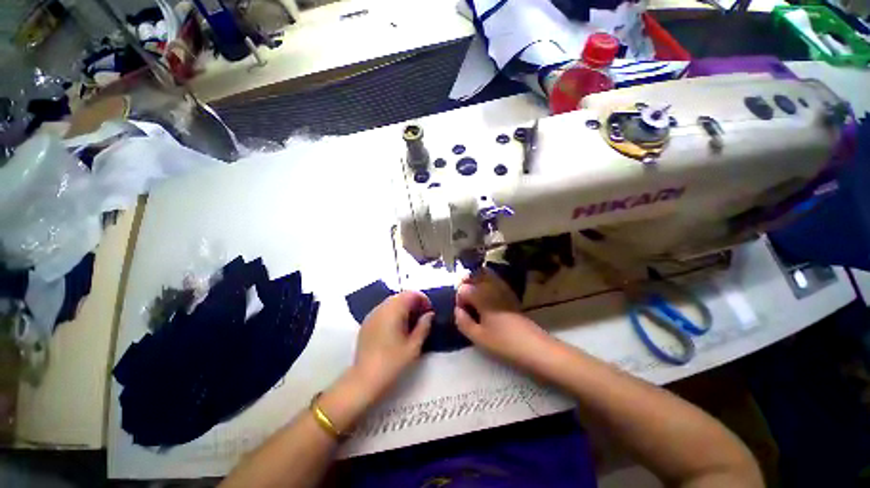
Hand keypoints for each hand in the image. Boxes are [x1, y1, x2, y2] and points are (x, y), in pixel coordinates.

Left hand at [352, 291, 433, 399]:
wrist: (364, 379)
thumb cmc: (392, 363)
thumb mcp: (413, 346)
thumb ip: (424, 326)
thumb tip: (429, 314)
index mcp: (393, 310)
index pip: (411, 294)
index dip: (423, 299)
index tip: (429, 312)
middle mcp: (382, 308)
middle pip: (401, 296)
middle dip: (413, 302)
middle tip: (422, 317)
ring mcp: (372, 314)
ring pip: (392, 302)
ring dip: (403, 307)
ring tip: (411, 323)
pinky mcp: (367, 322)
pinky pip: (383, 309)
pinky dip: (393, 312)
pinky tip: (397, 328)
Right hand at [454, 269, 556, 370]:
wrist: (535, 347)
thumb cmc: (504, 342)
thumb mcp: (478, 337)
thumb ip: (463, 321)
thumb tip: (457, 309)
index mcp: (482, 296)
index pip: (463, 288)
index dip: (459, 299)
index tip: (462, 312)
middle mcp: (492, 287)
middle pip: (475, 275)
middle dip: (467, 284)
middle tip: (465, 300)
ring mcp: (503, 289)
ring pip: (486, 275)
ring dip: (477, 282)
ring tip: (474, 297)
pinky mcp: (511, 295)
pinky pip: (496, 281)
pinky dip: (488, 283)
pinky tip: (487, 298)